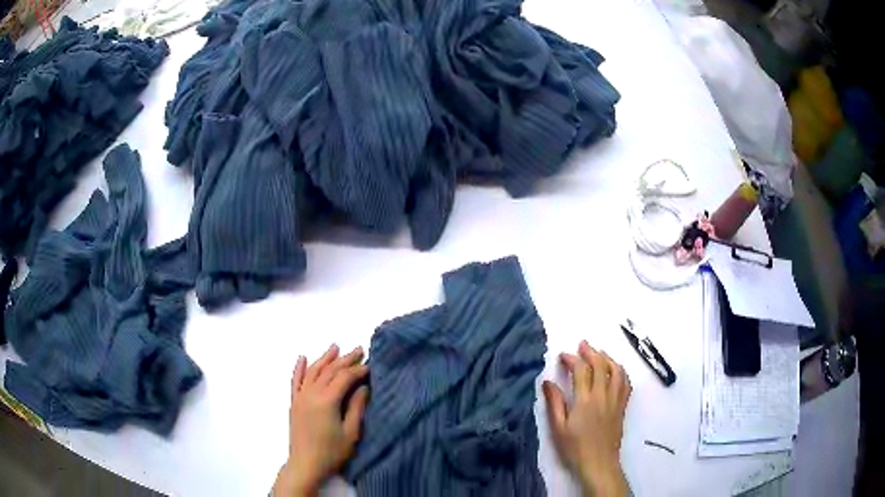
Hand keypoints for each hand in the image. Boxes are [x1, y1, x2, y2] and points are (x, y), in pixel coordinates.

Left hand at [273, 344, 369, 496]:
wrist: (305, 464)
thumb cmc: (332, 452)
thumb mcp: (351, 433)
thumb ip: (356, 408)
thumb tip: (362, 387)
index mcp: (327, 401)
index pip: (344, 378)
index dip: (357, 370)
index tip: (370, 366)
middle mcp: (311, 394)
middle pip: (329, 371)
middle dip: (345, 359)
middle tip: (359, 350)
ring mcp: (300, 397)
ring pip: (313, 371)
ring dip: (324, 358)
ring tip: (335, 347)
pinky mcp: (294, 402)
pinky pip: (296, 380)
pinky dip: (299, 368)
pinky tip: (303, 358)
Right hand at [543, 341, 630, 496]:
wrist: (598, 463)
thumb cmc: (574, 448)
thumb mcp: (558, 428)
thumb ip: (554, 403)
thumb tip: (547, 382)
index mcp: (585, 400)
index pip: (582, 370)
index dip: (572, 359)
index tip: (563, 356)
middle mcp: (603, 395)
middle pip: (601, 365)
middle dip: (591, 352)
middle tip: (582, 346)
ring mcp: (615, 400)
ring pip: (617, 371)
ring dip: (607, 358)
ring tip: (599, 354)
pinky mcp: (622, 407)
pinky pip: (626, 383)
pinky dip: (620, 372)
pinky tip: (615, 371)